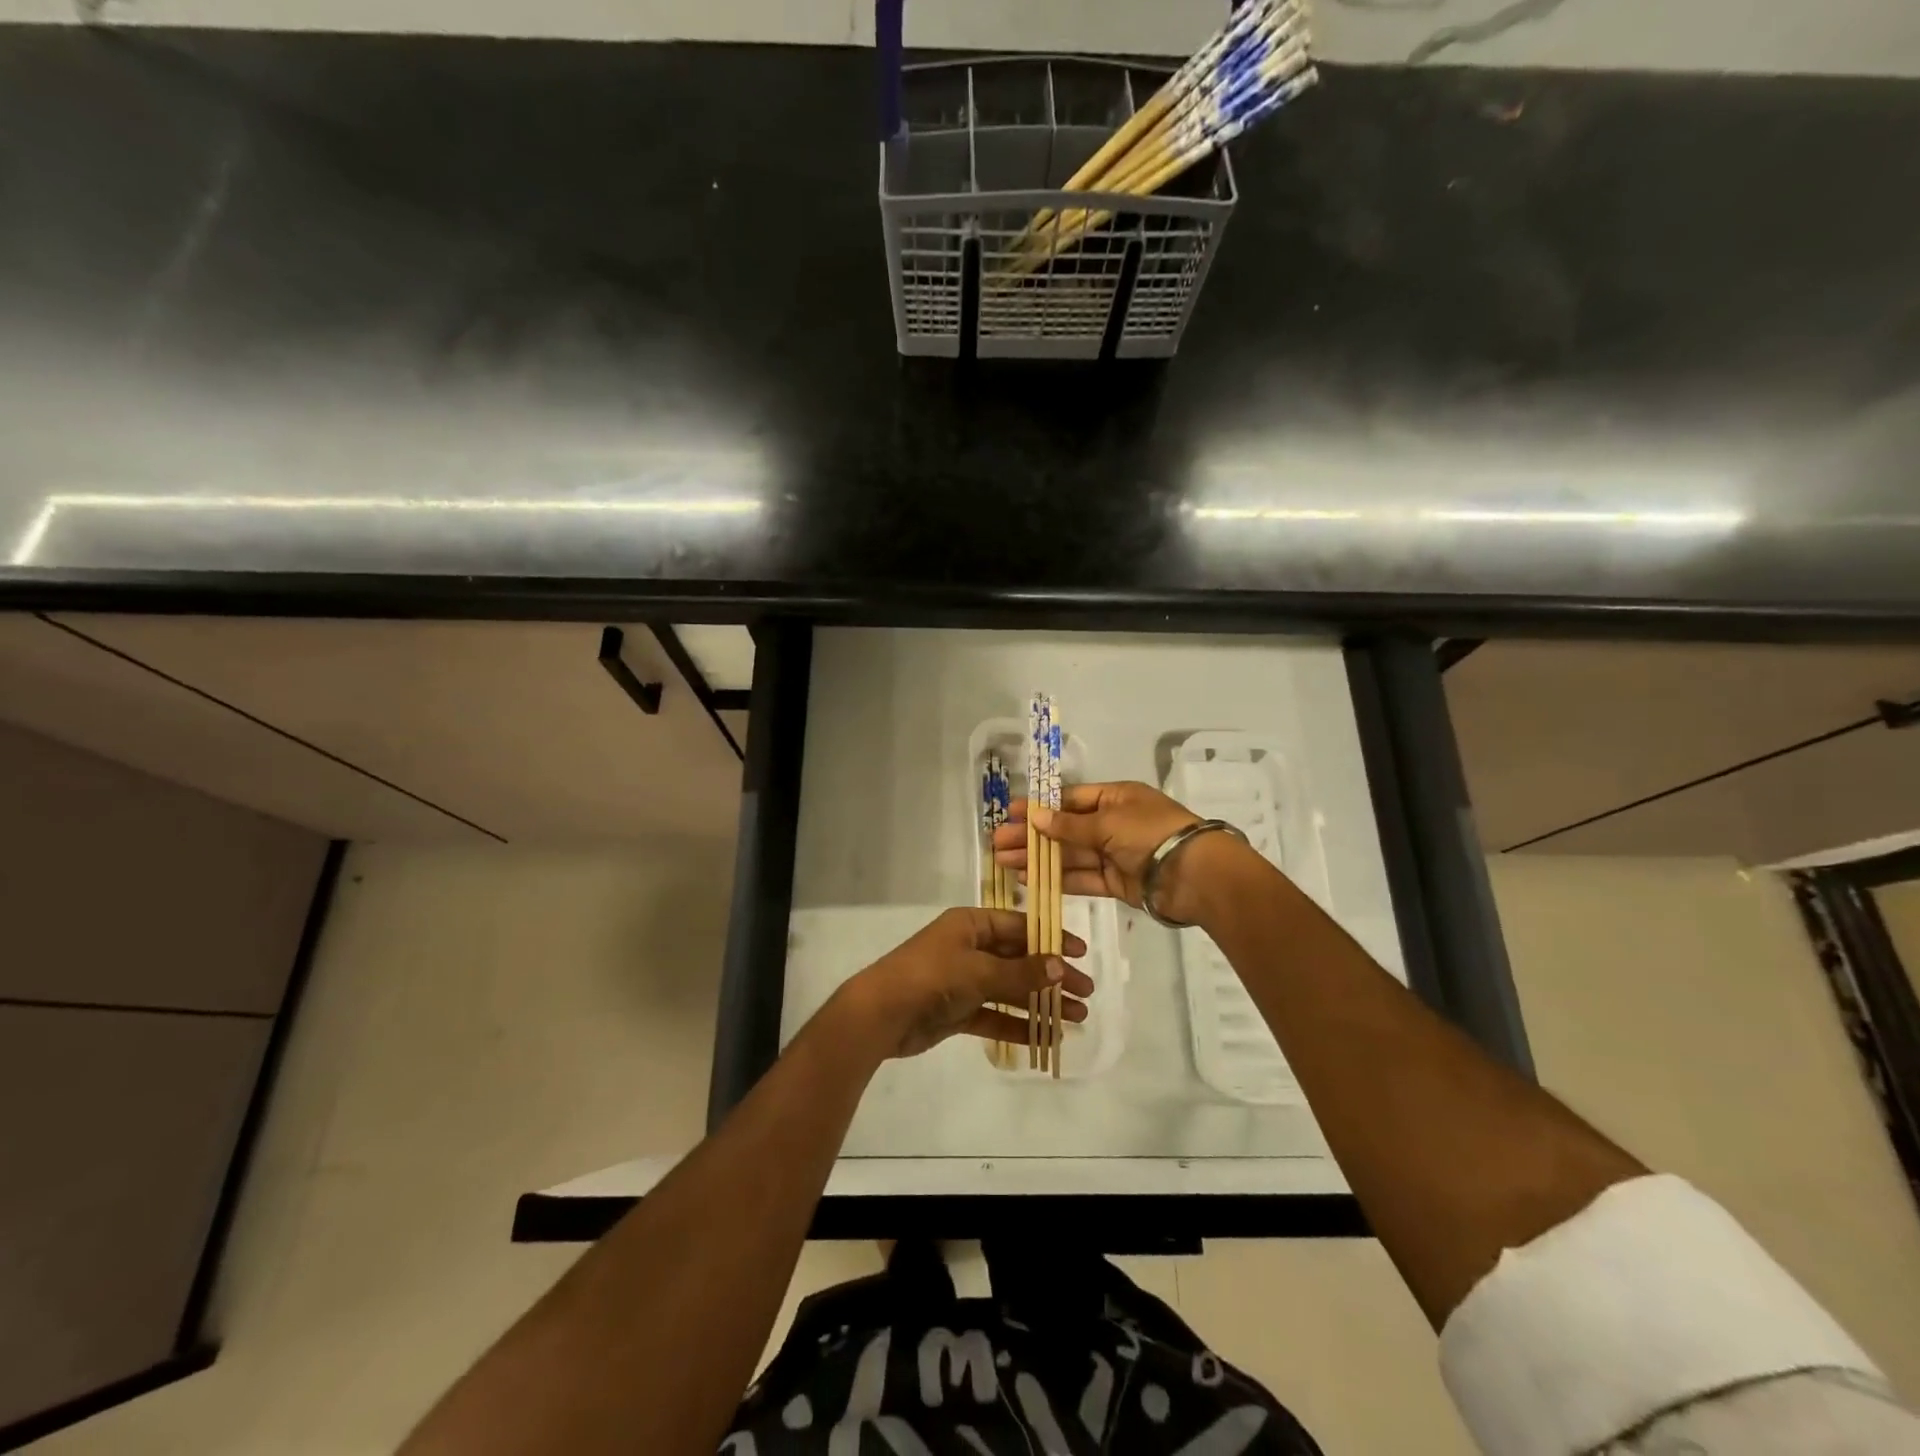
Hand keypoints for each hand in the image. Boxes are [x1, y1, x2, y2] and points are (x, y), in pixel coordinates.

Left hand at [838, 907, 1093, 1058]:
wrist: (881, 1014)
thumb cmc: (931, 977)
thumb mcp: (979, 970)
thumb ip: (1020, 972)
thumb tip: (1059, 966)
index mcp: (971, 925)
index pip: (1020, 926)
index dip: (1051, 939)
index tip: (1081, 954)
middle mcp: (969, 948)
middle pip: (1019, 959)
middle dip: (1052, 975)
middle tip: (1086, 993)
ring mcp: (963, 980)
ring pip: (1010, 989)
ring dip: (1041, 1002)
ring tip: (1076, 1018)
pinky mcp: (958, 1011)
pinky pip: (996, 1015)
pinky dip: (1018, 1025)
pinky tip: (1046, 1037)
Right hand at [992, 781, 1250, 925]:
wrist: (1194, 875)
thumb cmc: (1150, 834)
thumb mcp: (1107, 822)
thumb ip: (1069, 825)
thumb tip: (1035, 818)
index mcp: (1116, 798)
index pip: (1070, 800)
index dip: (1040, 807)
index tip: (1011, 814)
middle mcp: (1114, 823)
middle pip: (1065, 829)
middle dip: (1032, 836)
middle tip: (998, 843)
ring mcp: (1115, 854)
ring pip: (1070, 855)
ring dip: (1039, 858)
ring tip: (1004, 863)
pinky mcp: (1117, 883)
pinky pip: (1082, 878)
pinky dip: (1058, 878)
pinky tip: (1031, 879)